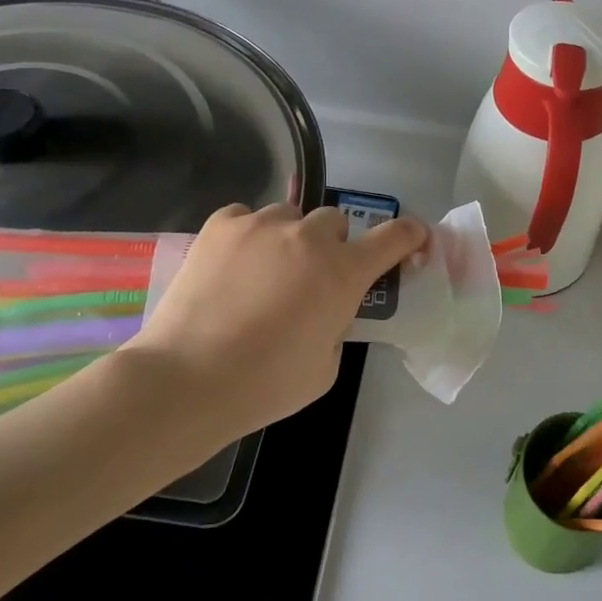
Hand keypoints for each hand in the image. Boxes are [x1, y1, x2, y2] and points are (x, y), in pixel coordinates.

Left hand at [128, 202, 427, 438]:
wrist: (188, 379)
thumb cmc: (266, 384)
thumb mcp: (327, 366)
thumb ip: (338, 325)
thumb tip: (326, 309)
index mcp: (343, 272)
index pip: (393, 238)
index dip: (409, 235)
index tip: (413, 238)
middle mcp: (308, 238)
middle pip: (335, 222)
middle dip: (331, 245)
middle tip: (312, 277)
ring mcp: (262, 225)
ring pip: (290, 216)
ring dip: (289, 239)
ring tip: (265, 271)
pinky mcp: (221, 225)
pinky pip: (247, 217)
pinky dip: (249, 235)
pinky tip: (233, 265)